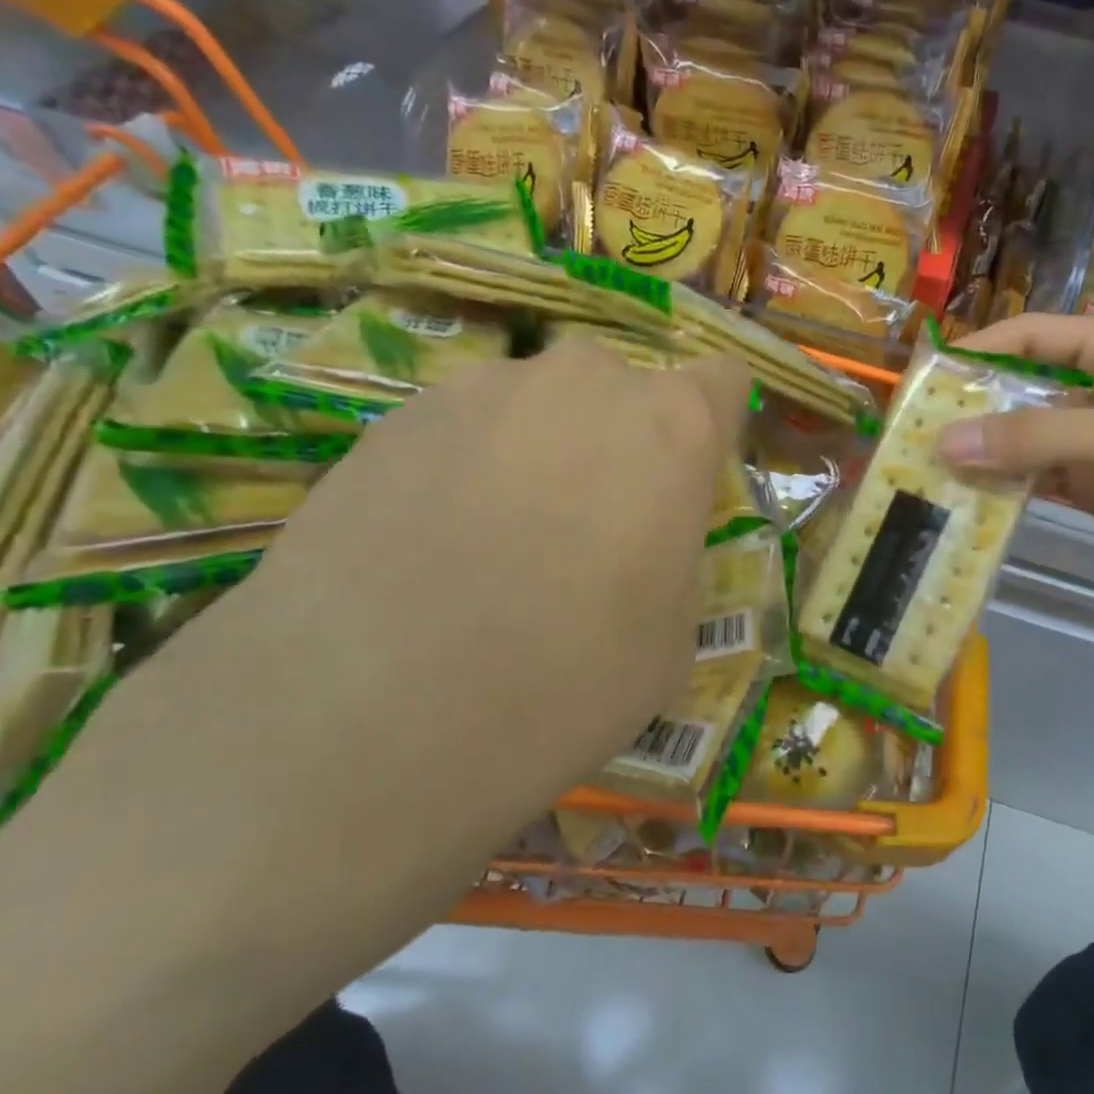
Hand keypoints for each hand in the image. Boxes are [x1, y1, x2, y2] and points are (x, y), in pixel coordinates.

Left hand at [37, 336, 749, 992]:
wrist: (372, 712)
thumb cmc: (567, 682)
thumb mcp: (669, 641)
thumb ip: (673, 560)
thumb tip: (646, 540)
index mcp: (672, 428)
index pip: (721, 383)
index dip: (713, 427)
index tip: (693, 479)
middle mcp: (584, 382)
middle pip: (624, 392)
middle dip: (622, 444)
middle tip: (593, 528)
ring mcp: (481, 388)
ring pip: (539, 409)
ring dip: (540, 456)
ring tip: (498, 547)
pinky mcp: (394, 416)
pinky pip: (464, 431)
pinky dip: (467, 471)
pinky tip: (431, 549)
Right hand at [937, 313, 1093, 607]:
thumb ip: (1035, 439)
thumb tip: (945, 441)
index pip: (1033, 337)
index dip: (978, 351)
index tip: (924, 378)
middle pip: (1022, 388)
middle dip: (972, 408)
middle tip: (914, 431)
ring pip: (1026, 438)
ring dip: (984, 453)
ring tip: (927, 468)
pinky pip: (1038, 478)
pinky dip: (1006, 487)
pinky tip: (967, 499)